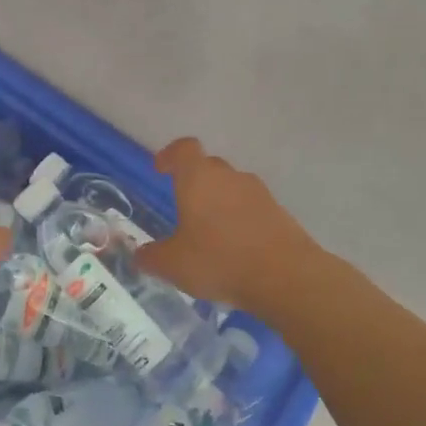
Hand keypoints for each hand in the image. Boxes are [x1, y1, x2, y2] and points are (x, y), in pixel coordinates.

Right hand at [136, 138, 316, 312]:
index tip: (161, 169)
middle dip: (195, 182)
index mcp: (199, 179)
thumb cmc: (219, 260)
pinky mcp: (280, 214)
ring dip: (219, 203)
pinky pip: (252, 209)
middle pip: (209, 167)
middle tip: (184, 207)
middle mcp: (230, 177)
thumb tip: (140, 255)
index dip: (170, 155)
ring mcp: (259, 194)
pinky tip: (235, 249)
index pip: (184, 149)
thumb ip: (151, 257)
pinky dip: (240, 221)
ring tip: (209, 233)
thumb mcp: (172, 264)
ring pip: (232, 188)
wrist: (285, 276)